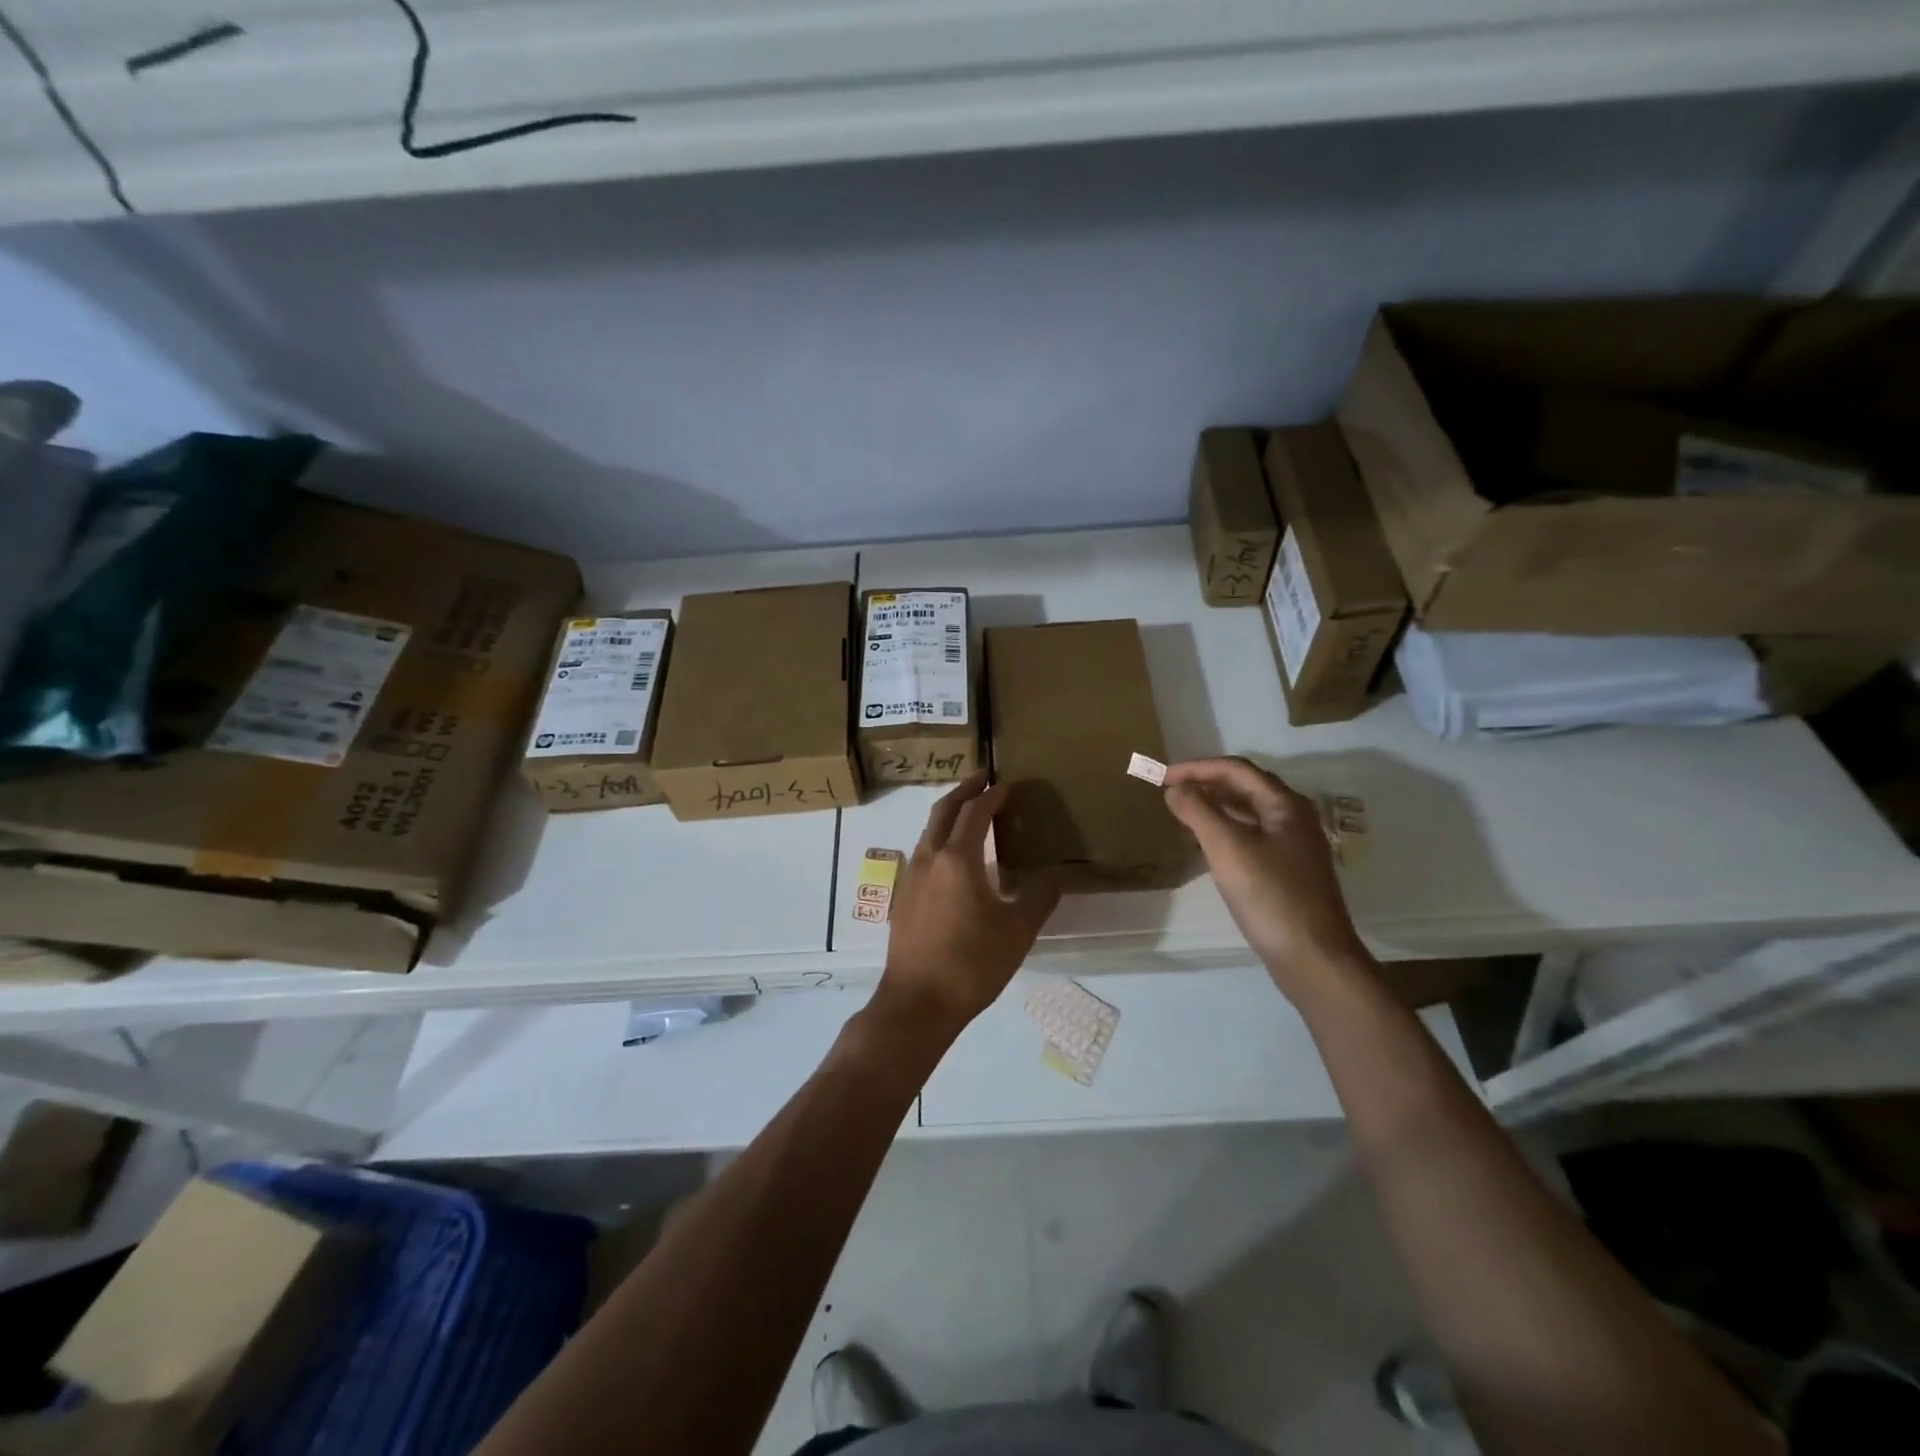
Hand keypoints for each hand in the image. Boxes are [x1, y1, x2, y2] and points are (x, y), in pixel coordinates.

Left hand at [875, 771, 1061, 1038]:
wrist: (917, 1003)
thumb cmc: (971, 964)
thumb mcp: (1017, 931)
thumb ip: (1039, 896)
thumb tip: (1056, 873)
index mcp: (957, 859)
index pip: (975, 813)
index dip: (992, 796)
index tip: (1007, 785)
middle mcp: (929, 858)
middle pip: (944, 811)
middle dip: (964, 791)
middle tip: (983, 778)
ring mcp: (911, 877)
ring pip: (929, 830)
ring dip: (949, 814)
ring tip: (969, 812)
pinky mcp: (903, 898)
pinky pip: (923, 852)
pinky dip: (939, 838)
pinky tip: (953, 858)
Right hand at [1162, 757, 1370, 997]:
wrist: (1313, 957)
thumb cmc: (1270, 896)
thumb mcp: (1227, 848)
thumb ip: (1198, 811)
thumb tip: (1175, 788)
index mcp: (1285, 804)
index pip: (1236, 769)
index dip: (1196, 768)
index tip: (1162, 776)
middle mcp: (1293, 818)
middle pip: (1244, 787)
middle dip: (1205, 783)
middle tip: (1169, 790)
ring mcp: (1293, 846)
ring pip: (1248, 813)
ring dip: (1214, 807)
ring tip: (1181, 813)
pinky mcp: (1287, 871)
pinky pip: (1250, 836)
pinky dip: (1224, 831)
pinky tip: (1205, 845)